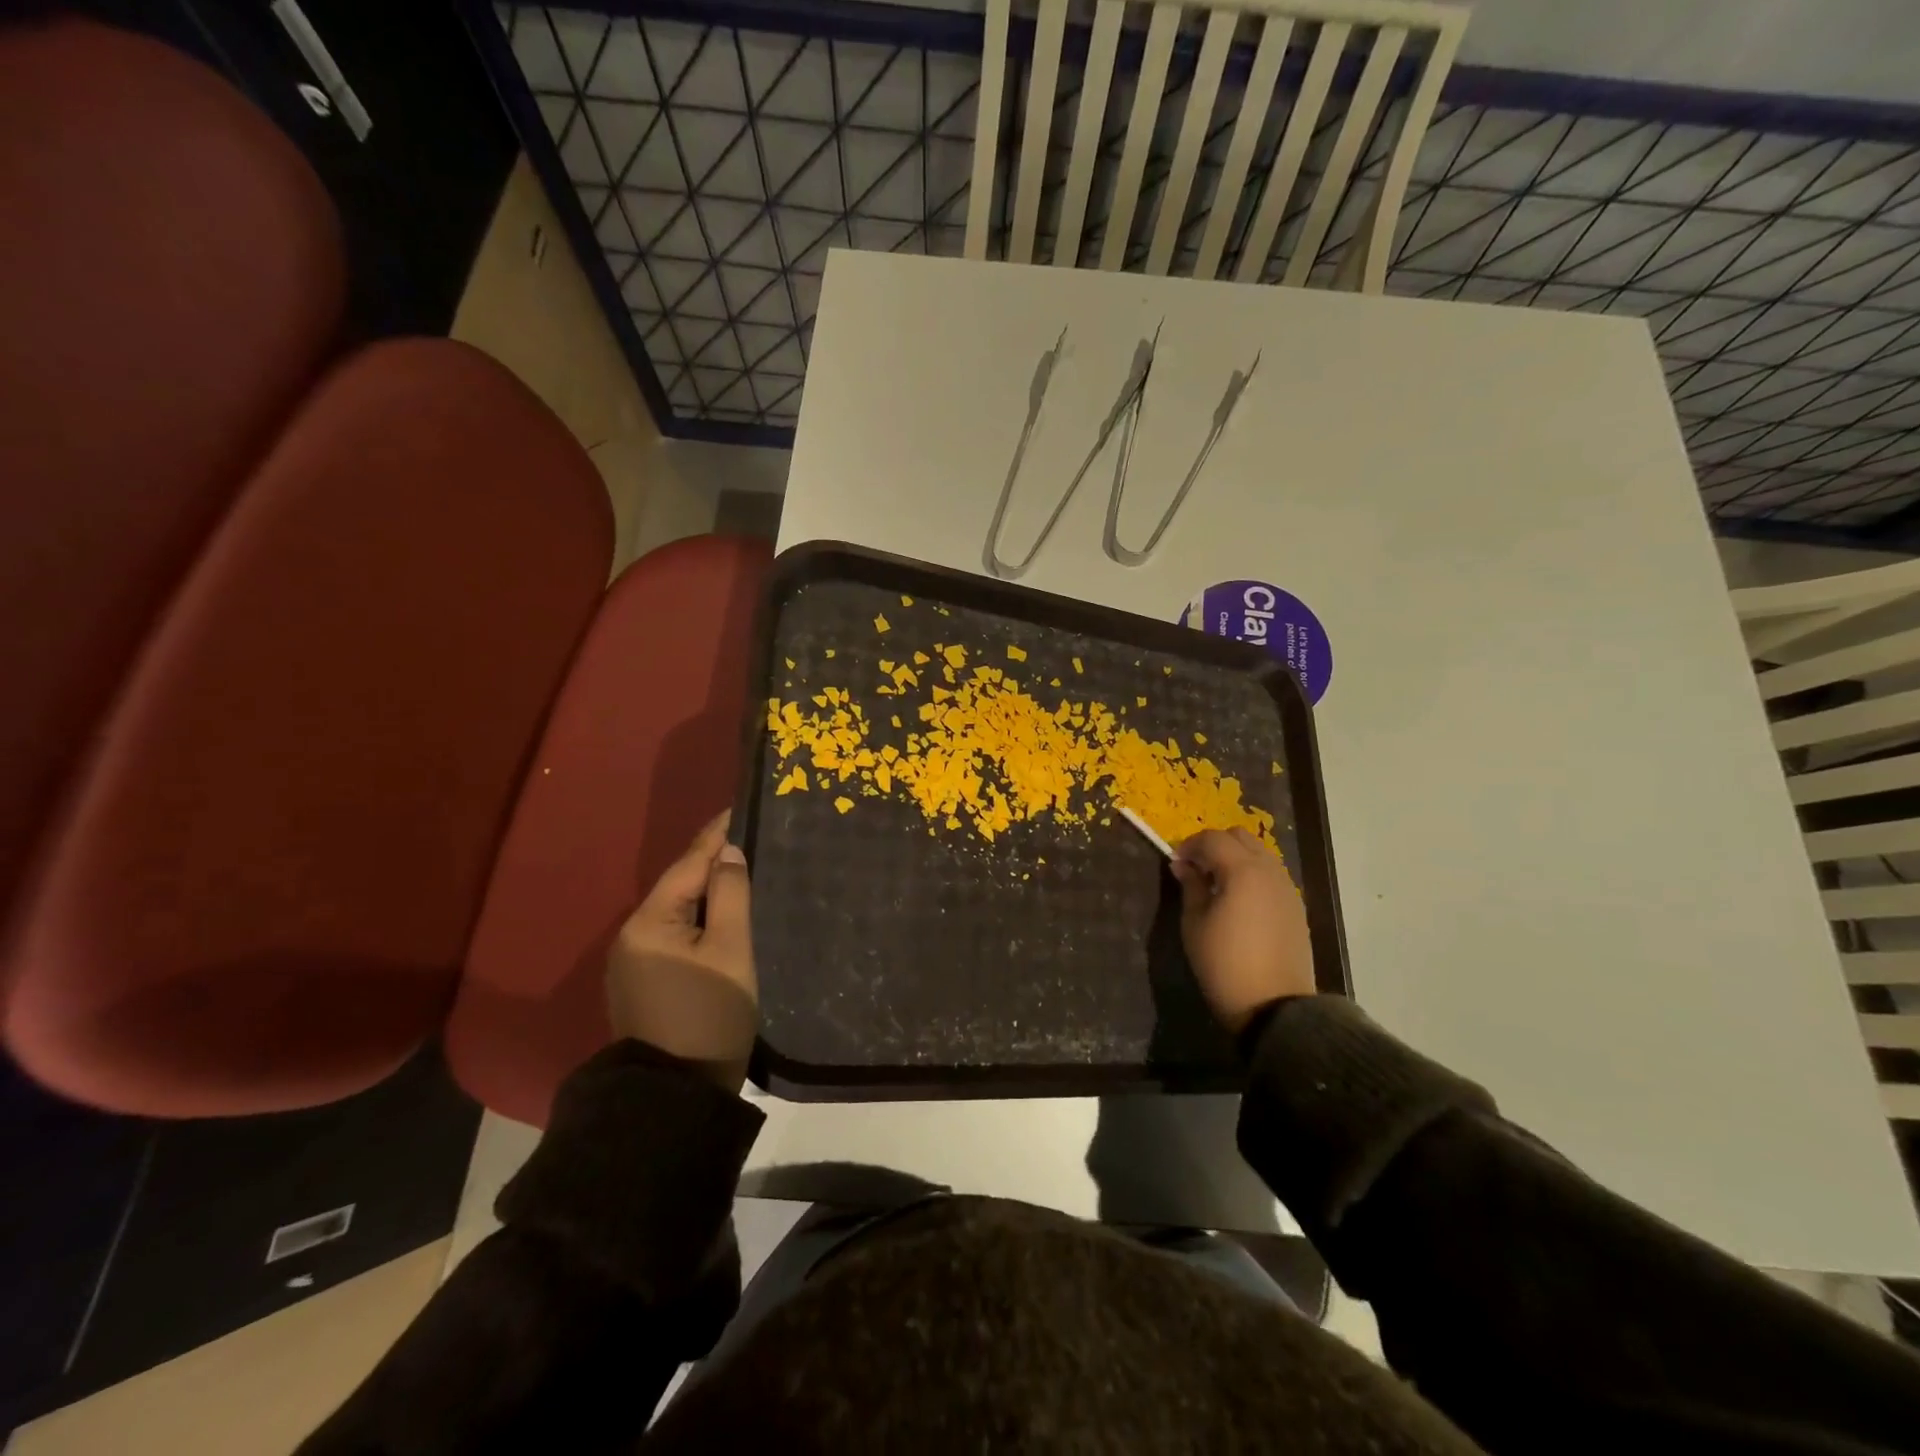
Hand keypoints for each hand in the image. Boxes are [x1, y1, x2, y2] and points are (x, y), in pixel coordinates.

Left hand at [606, 811, 756, 1089]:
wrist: (676, 1098)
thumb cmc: (710, 1015)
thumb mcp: (731, 950)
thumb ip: (730, 894)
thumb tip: (728, 853)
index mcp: (649, 922)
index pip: (689, 864)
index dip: (717, 835)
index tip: (740, 807)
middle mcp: (632, 937)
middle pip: (680, 887)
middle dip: (715, 863)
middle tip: (753, 841)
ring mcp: (633, 964)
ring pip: (678, 913)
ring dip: (709, 893)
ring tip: (744, 873)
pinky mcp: (643, 985)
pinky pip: (675, 937)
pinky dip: (700, 921)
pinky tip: (723, 917)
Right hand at [1171, 828, 1314, 1035]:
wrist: (1274, 1007)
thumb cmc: (1224, 963)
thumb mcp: (1195, 923)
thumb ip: (1190, 886)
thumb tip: (1182, 865)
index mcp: (1242, 870)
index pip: (1212, 838)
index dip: (1189, 845)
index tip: (1174, 863)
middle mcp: (1269, 871)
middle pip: (1240, 837)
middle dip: (1214, 844)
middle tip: (1195, 868)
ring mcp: (1287, 888)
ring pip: (1259, 853)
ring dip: (1235, 857)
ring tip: (1215, 884)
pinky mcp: (1296, 906)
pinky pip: (1271, 874)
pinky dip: (1251, 874)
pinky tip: (1238, 900)